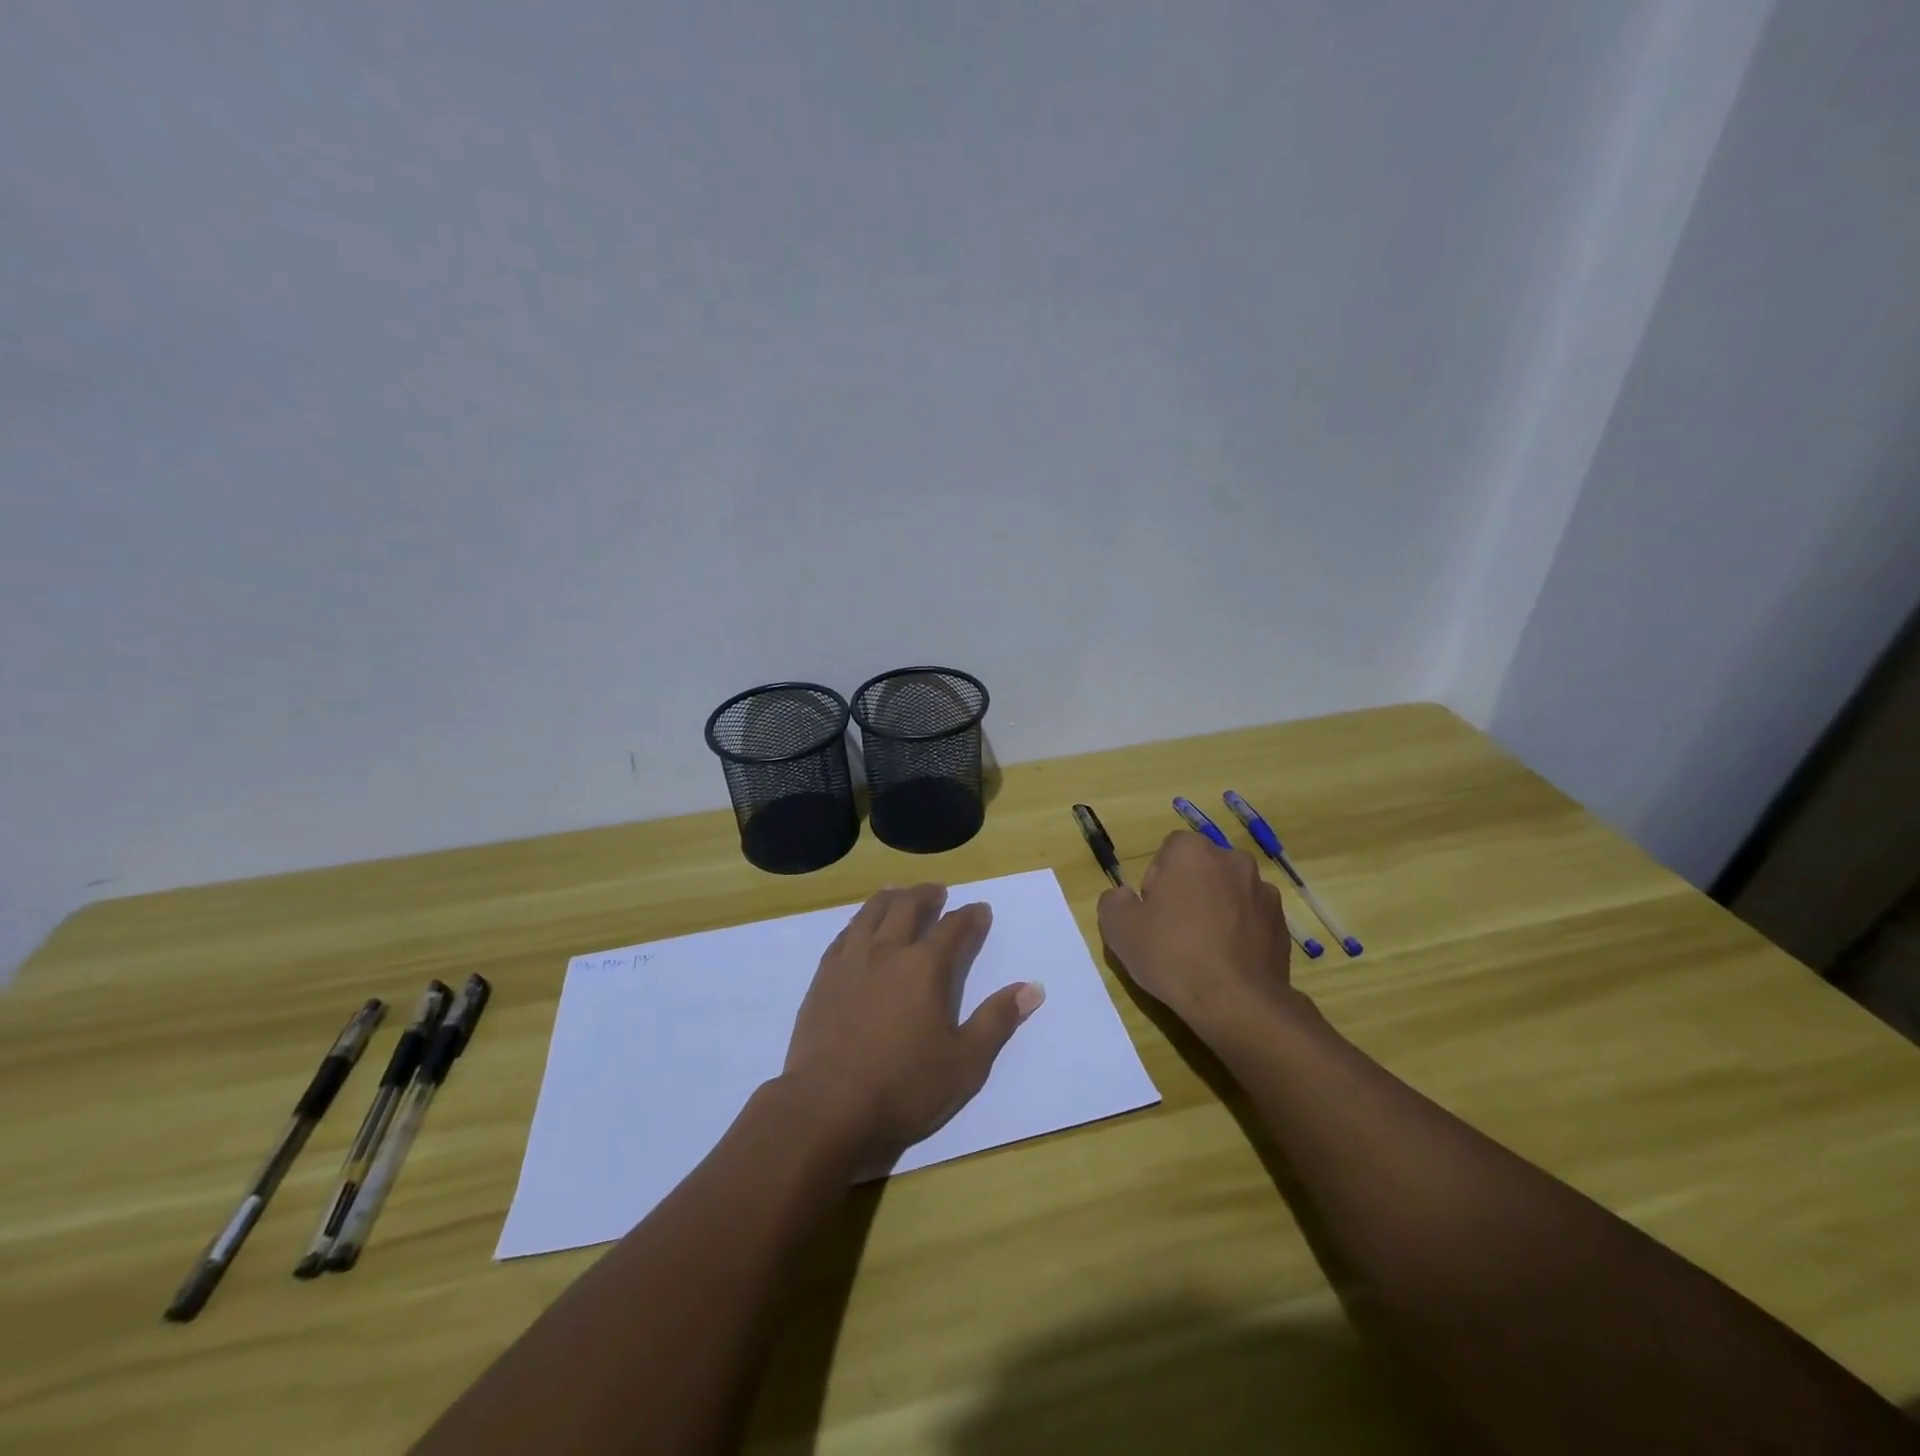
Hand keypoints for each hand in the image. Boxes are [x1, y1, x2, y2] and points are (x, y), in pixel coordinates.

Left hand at [782, 884, 1043, 1176]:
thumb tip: (1032, 988)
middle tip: (938, 892)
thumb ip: (997, 1020)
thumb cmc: (904, 1087)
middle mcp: (887, 951)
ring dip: (890, 898)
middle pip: (907, 907)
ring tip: (898, 893)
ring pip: (871, 913)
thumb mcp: (965, 1062)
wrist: (828, 1107)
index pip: (954, 928)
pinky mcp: (823, 978)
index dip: (970, 917)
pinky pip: (844, 935)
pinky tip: (859, 927)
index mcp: (924, 966)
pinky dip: (858, 921)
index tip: (981, 910)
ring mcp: (850, 961)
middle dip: (927, 895)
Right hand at [1097, 831, 1305, 1037]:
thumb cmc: (1171, 955)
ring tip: (1204, 950)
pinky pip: (1251, 918)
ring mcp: (1263, 891)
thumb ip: (1114, 901)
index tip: (1153, 913)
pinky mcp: (1282, 922)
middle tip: (1174, 931)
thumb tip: (1126, 897)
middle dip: (1188, 891)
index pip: (1168, 851)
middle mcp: (1233, 859)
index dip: (1156, 882)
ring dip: (1217, 910)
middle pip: (1201, 869)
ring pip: (1228, 892)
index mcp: (1192, 851)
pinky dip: (1240, 931)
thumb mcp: (1118, 928)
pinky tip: (1228, 962)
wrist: (1236, 1003)